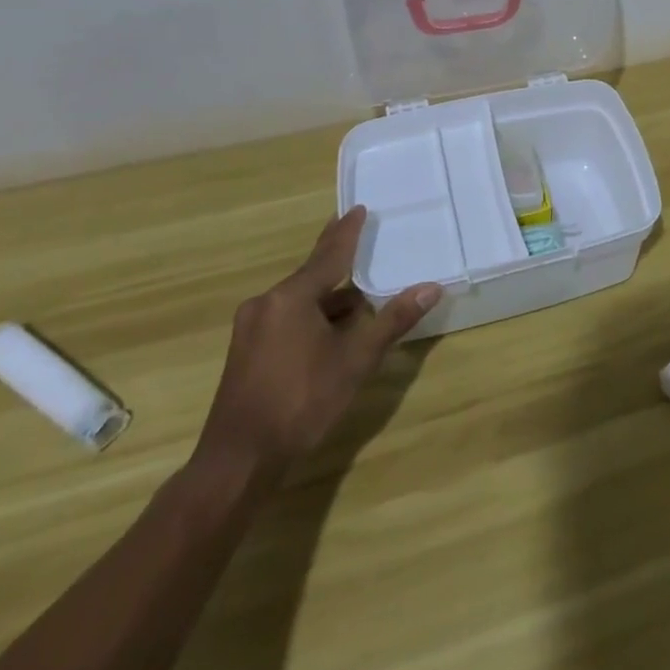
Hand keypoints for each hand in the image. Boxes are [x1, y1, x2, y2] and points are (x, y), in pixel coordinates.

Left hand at [192, 206, 438, 485]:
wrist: (239, 461)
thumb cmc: (302, 402)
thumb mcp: (355, 361)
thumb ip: (392, 321)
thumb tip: (431, 287)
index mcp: (292, 297)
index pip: (329, 254)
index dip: (347, 231)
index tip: (358, 208)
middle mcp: (267, 303)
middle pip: (312, 274)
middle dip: (337, 259)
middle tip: (357, 233)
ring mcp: (252, 327)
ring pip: (299, 300)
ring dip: (328, 296)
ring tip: (359, 295)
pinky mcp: (247, 350)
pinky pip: (286, 317)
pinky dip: (312, 315)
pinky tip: (331, 329)